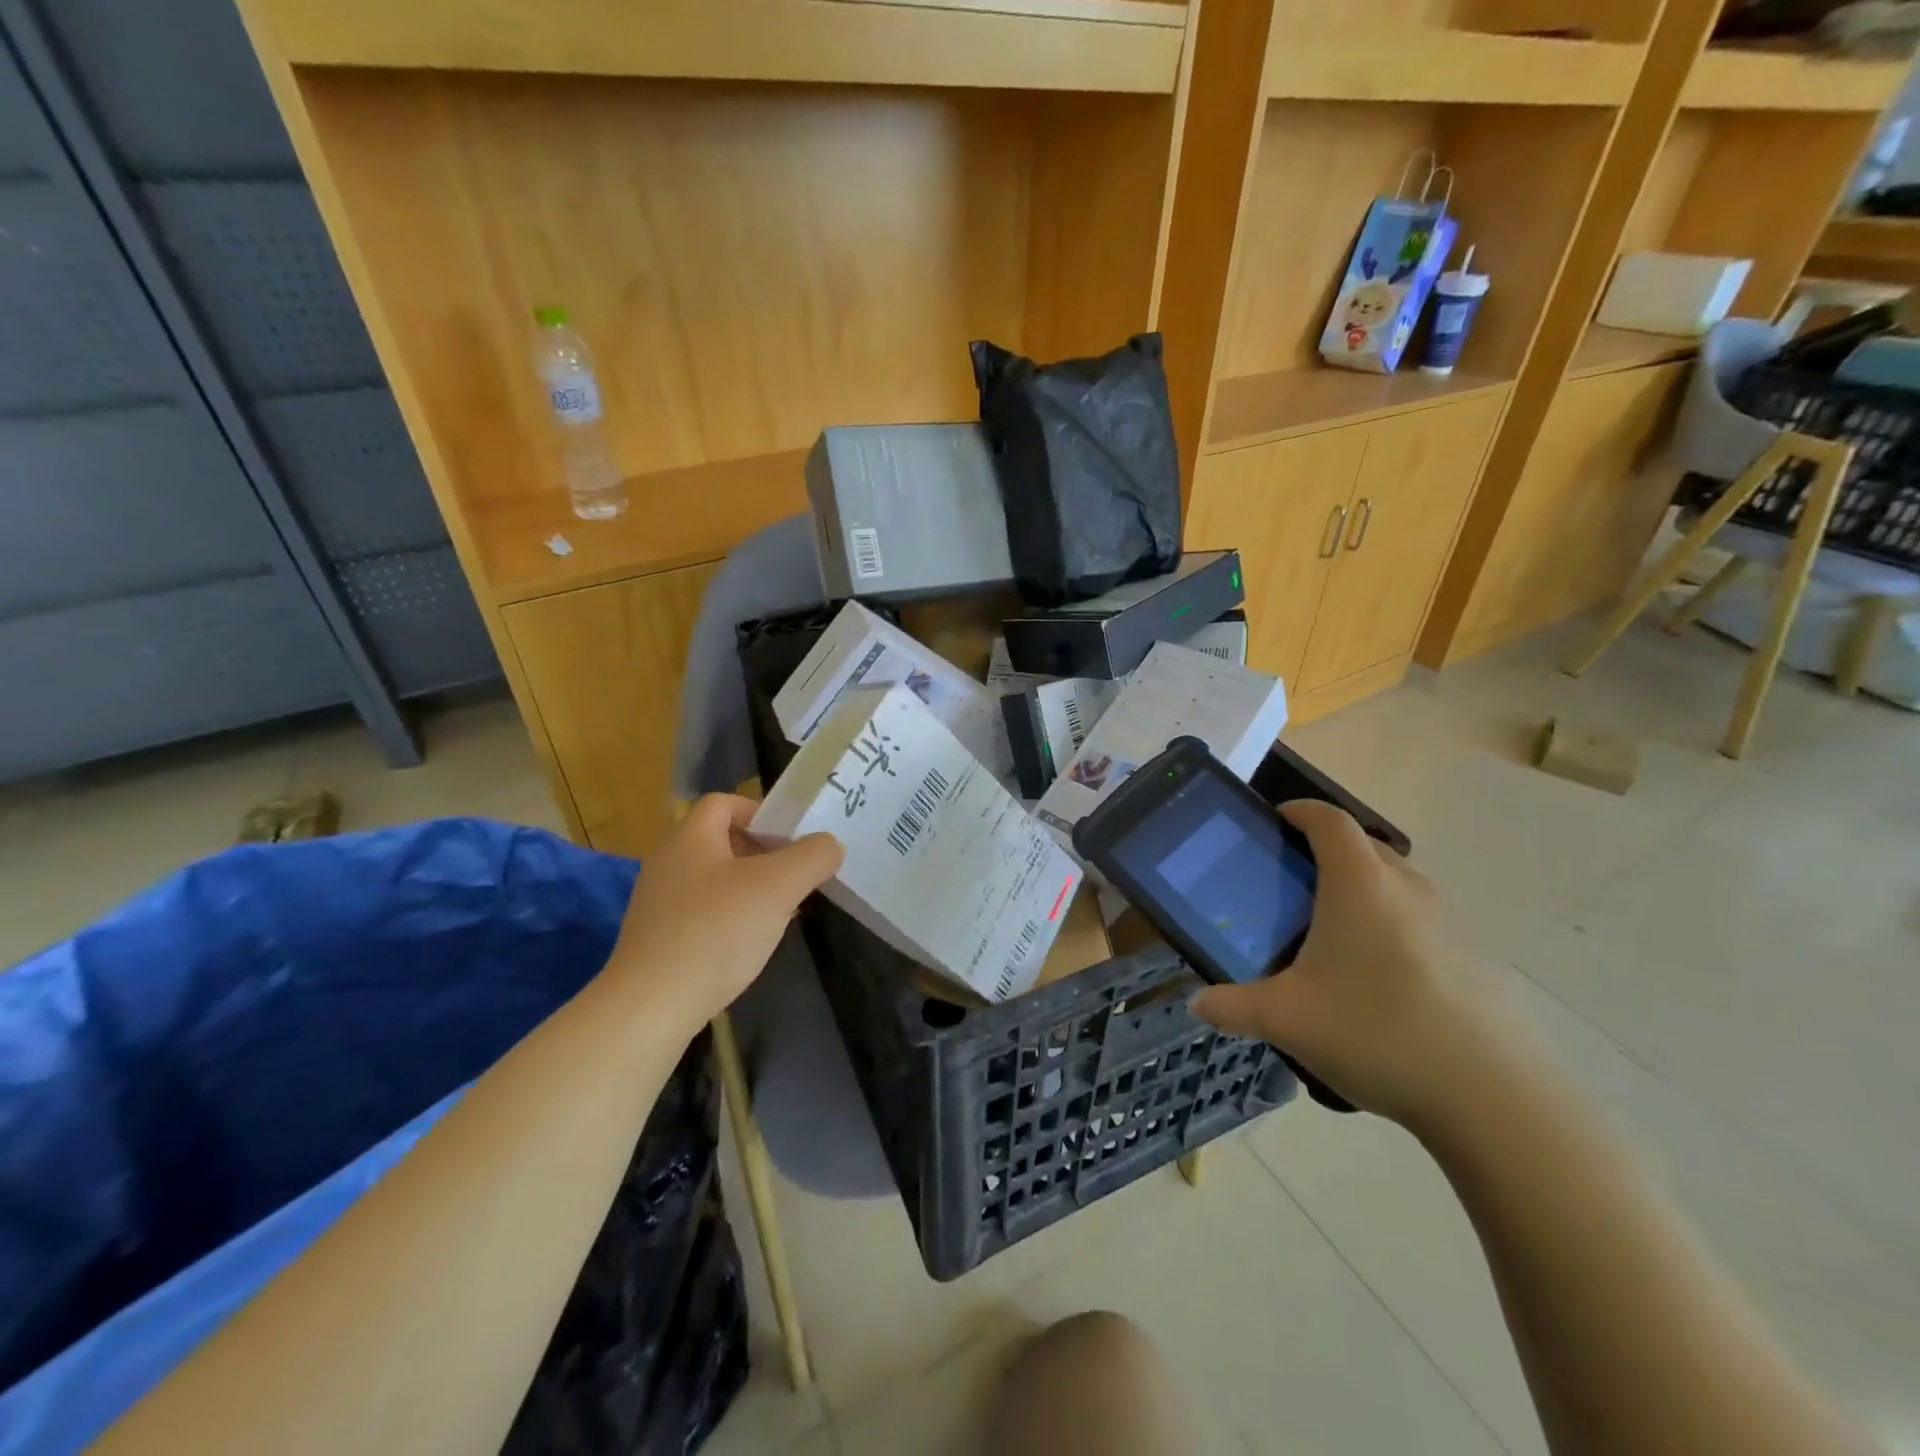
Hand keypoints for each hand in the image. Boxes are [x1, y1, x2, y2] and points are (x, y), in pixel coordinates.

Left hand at [603, 794, 842, 1032]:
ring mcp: (660, 904)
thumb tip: (830, 845)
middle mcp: (669, 863)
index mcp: (690, 837)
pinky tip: (752, 944)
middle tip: (797, 875)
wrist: (650, 1008)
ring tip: (783, 911)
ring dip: (753, 889)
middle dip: (765, 854)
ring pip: (717, 880)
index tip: (794, 839)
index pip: (725, 803)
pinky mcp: (659, 941)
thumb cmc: (716, 931)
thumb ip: (813, 856)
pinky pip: (704, 914)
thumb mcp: (779, 886)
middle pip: (723, 841)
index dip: (762, 812)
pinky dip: (732, 919)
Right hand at [1188, 800, 1489, 1129]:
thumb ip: (1232, 1006)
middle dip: (1324, 853)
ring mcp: (1447, 921)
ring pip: (1392, 884)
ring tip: (1325, 933)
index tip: (1274, 821)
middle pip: (1362, 847)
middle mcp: (1406, 887)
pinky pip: (1416, 920)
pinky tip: (1371, 980)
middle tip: (1288, 885)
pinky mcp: (1471, 957)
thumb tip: (1197, 1004)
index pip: (1329, 820)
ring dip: (1358, 891)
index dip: (1299, 810)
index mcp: (1359, 883)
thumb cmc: (1375, 1030)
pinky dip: (1387, 926)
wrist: (1491, 1097)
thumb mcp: (1286, 1019)